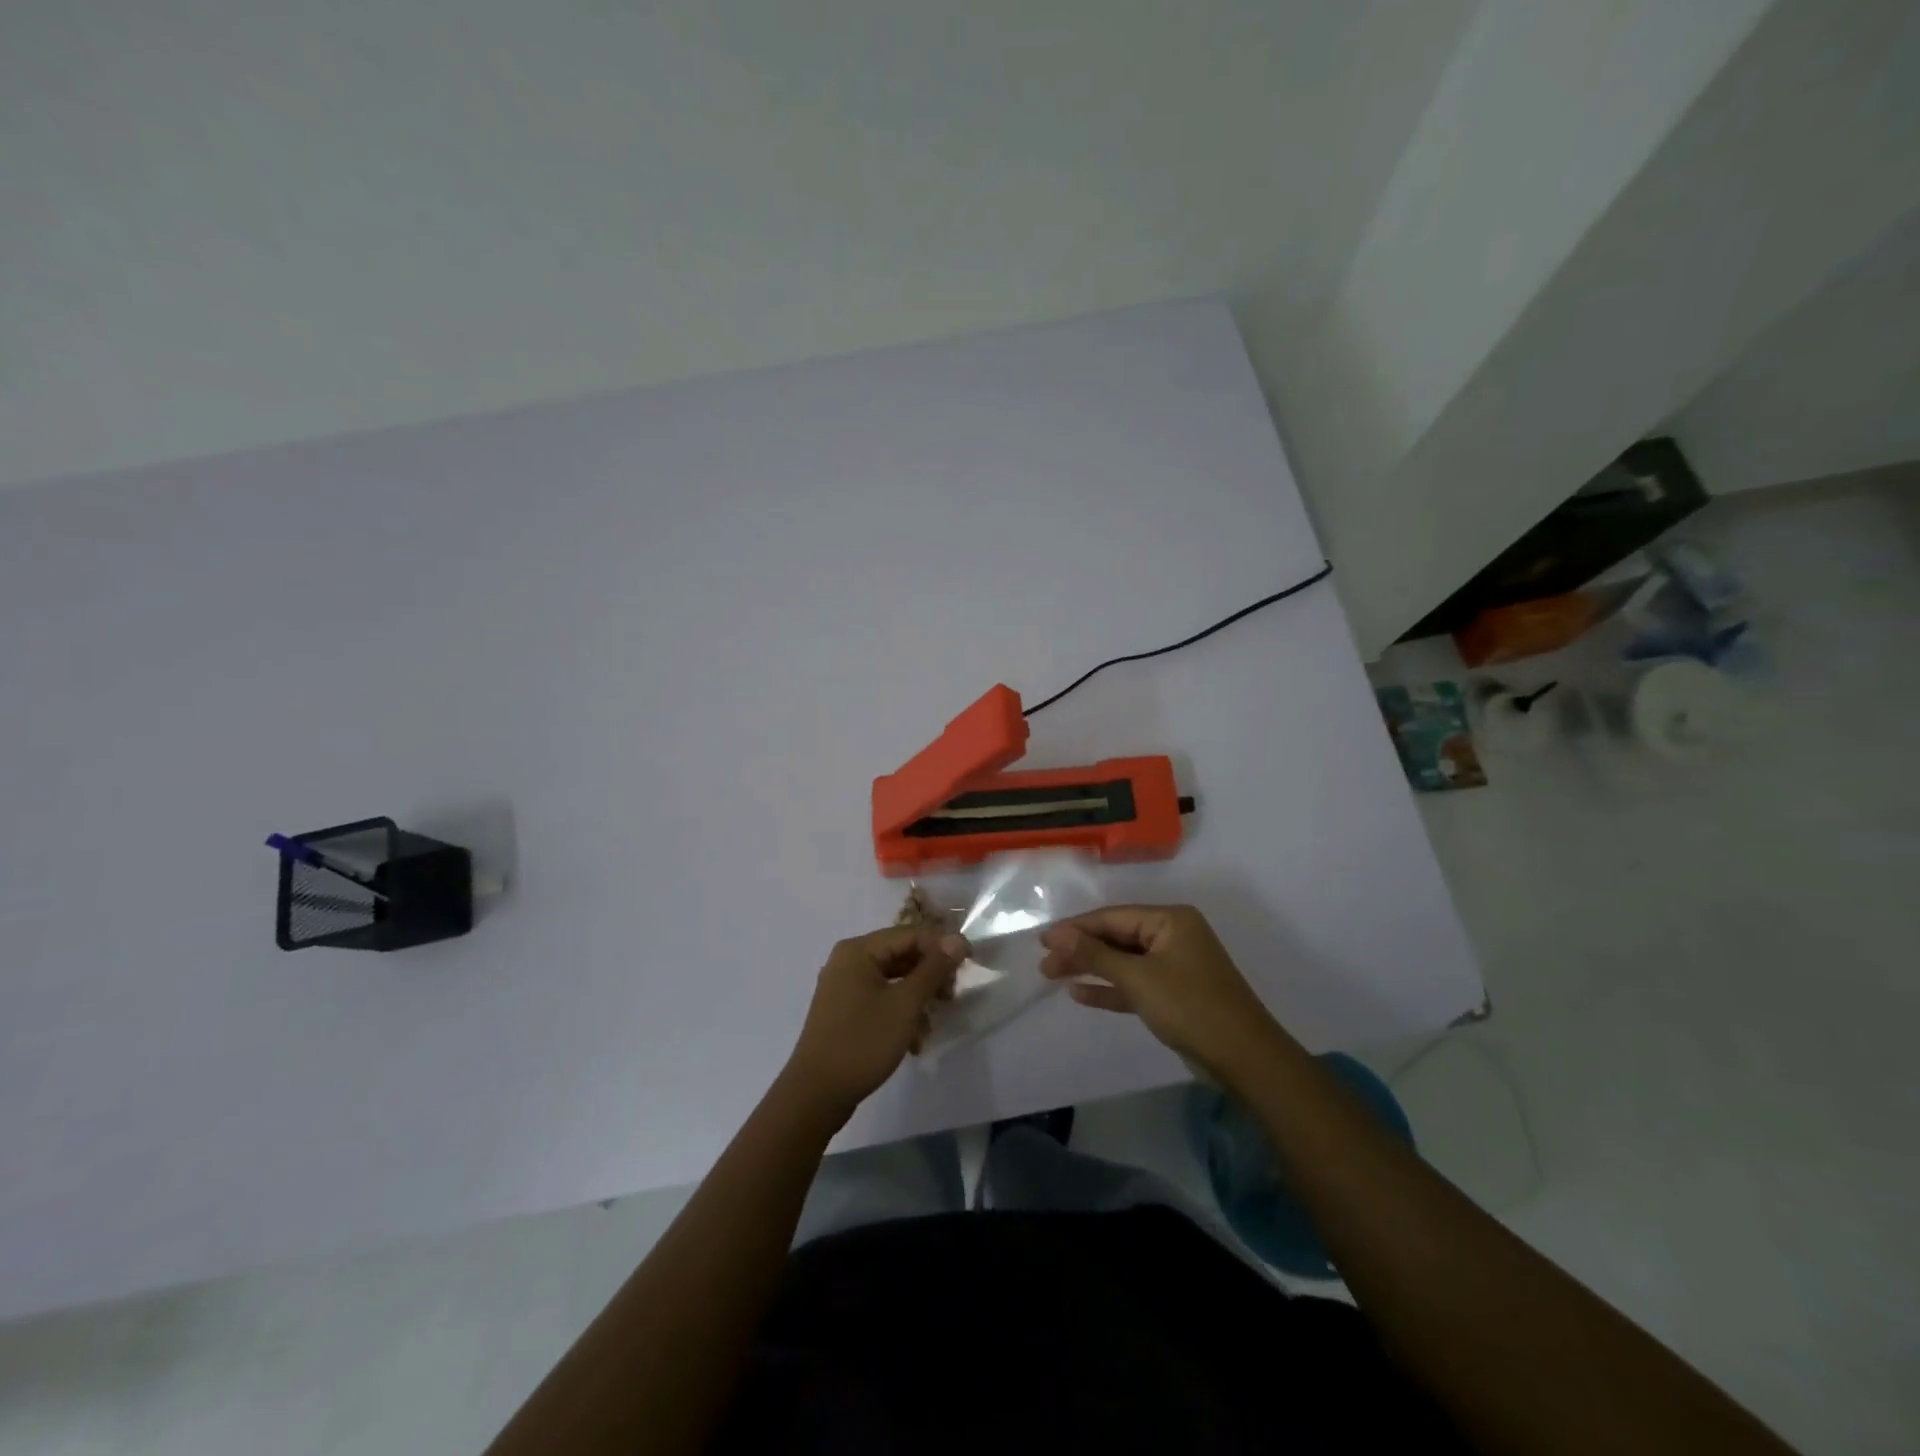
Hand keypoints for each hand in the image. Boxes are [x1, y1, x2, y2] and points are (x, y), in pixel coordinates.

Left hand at [781, 926, 967, 1123]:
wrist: (816, 1095)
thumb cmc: (862, 1042)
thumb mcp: (905, 1004)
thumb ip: (933, 969)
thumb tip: (957, 939)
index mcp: (859, 950)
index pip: (910, 934)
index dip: (942, 945)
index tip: (970, 962)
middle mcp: (848, 960)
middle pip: (901, 955)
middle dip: (930, 974)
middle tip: (952, 996)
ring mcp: (843, 986)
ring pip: (893, 979)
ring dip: (917, 996)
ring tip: (934, 1021)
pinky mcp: (844, 1010)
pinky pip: (881, 998)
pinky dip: (900, 1011)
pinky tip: (914, 1038)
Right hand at [1040, 905, 1290, 1080]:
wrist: (1245, 1059)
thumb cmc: (1191, 1007)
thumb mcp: (1139, 978)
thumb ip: (1095, 955)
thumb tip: (1056, 934)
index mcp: (1170, 920)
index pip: (1112, 917)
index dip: (1076, 928)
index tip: (1042, 941)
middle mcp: (1172, 935)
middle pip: (1116, 937)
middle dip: (1080, 949)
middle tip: (1044, 964)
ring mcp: (1174, 965)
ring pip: (1122, 961)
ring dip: (1090, 968)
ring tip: (1053, 975)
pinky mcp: (1173, 993)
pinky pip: (1134, 983)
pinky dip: (1109, 988)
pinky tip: (1080, 993)